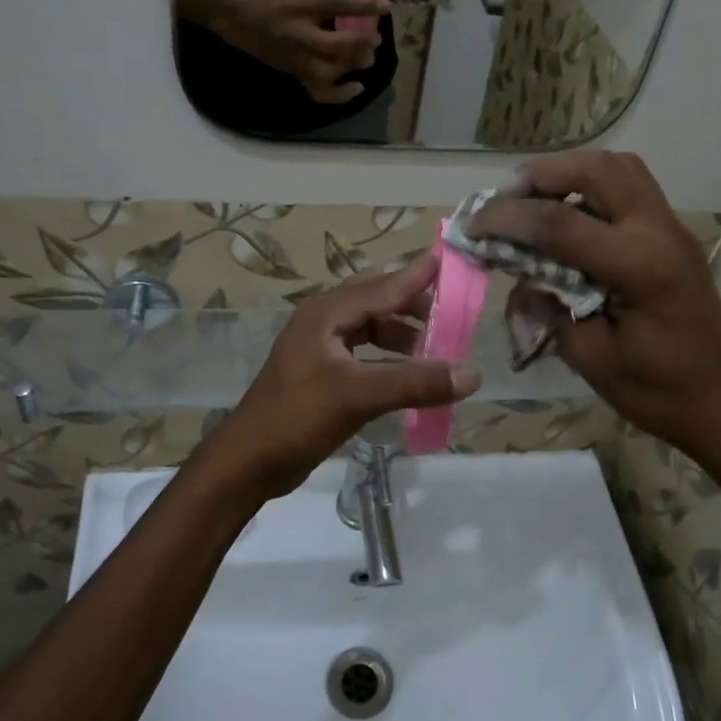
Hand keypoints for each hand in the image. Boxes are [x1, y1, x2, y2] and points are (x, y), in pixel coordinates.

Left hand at [208, 255, 483, 496]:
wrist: (248, 462)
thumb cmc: (297, 418)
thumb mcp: (358, 396)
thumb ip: (415, 382)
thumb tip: (472, 373)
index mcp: (327, 313)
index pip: (384, 285)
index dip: (419, 274)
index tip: (453, 258)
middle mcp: (323, 321)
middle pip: (378, 302)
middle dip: (415, 307)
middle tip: (455, 315)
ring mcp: (320, 347)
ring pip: (371, 329)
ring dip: (403, 336)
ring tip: (437, 350)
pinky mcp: (321, 373)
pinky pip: (364, 354)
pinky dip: (390, 360)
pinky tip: (409, 377)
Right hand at [217, 0, 388, 102]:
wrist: (241, 22)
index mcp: (302, 6)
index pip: (337, 4)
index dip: (363, 5)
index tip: (386, 6)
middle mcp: (300, 34)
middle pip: (334, 45)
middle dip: (359, 43)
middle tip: (375, 39)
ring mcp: (297, 58)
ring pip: (327, 72)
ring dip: (350, 67)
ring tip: (365, 60)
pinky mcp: (295, 74)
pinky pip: (317, 91)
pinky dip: (339, 95)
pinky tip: (356, 88)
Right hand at [468, 152, 720, 500]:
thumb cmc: (659, 392)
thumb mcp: (591, 358)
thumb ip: (550, 308)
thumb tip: (518, 277)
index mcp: (640, 266)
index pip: (559, 223)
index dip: (507, 219)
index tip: (472, 226)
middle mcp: (659, 231)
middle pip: (596, 169)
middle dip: (541, 176)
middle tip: (505, 201)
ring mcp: (671, 227)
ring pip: (618, 167)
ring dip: (569, 173)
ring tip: (533, 201)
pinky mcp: (671, 234)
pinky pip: (629, 186)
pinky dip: (590, 187)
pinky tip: (566, 217)